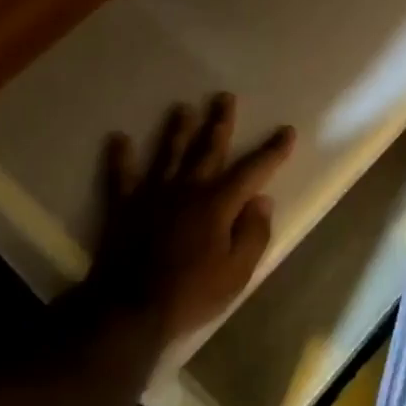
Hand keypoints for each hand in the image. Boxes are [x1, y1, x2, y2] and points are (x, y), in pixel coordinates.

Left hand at [78, 93, 294, 358]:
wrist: (131, 308)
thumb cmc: (192, 293)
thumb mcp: (238, 272)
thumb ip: (253, 233)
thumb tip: (262, 201)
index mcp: (218, 204)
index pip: (252, 170)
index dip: (272, 151)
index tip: (286, 131)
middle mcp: (187, 189)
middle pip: (206, 148)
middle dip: (219, 122)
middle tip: (224, 97)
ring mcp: (152, 194)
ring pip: (167, 153)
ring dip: (176, 129)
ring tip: (182, 107)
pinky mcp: (124, 207)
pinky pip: (121, 176)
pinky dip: (120, 156)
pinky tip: (118, 138)